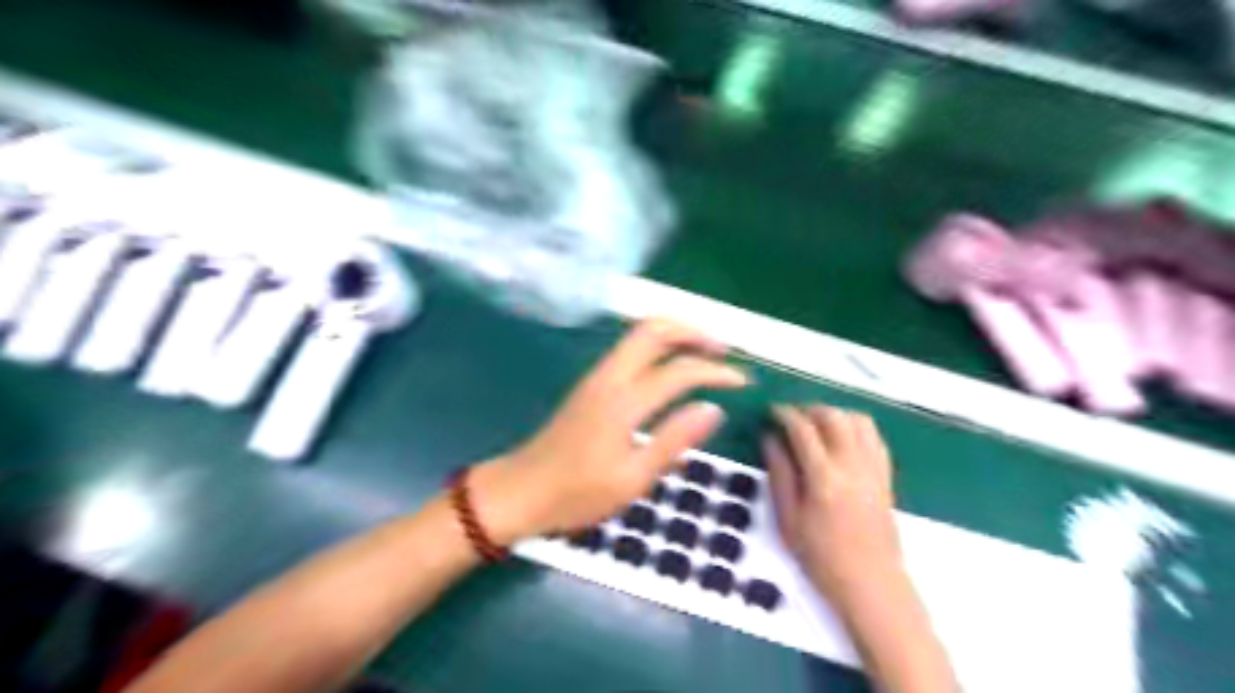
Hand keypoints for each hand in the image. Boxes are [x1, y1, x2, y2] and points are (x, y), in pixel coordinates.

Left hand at [470, 316, 747, 541]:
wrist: (521, 491)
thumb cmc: (577, 494)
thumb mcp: (633, 479)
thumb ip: (674, 440)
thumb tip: (713, 409)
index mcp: (623, 402)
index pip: (679, 371)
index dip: (715, 372)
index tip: (743, 382)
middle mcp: (609, 377)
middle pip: (653, 330)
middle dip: (693, 331)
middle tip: (723, 349)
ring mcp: (596, 376)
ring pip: (639, 334)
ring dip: (675, 334)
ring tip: (705, 353)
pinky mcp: (591, 383)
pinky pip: (629, 350)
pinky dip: (658, 346)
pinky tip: (671, 367)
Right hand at [770, 406, 904, 612]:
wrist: (870, 583)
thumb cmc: (821, 557)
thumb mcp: (788, 519)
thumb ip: (779, 474)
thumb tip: (769, 439)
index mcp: (824, 478)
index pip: (803, 429)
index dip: (785, 414)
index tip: (771, 411)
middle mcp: (852, 466)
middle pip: (833, 417)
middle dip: (809, 409)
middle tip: (791, 416)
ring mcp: (873, 469)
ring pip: (858, 420)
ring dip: (834, 414)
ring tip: (816, 424)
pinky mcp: (886, 476)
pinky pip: (874, 437)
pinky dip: (855, 427)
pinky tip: (841, 438)